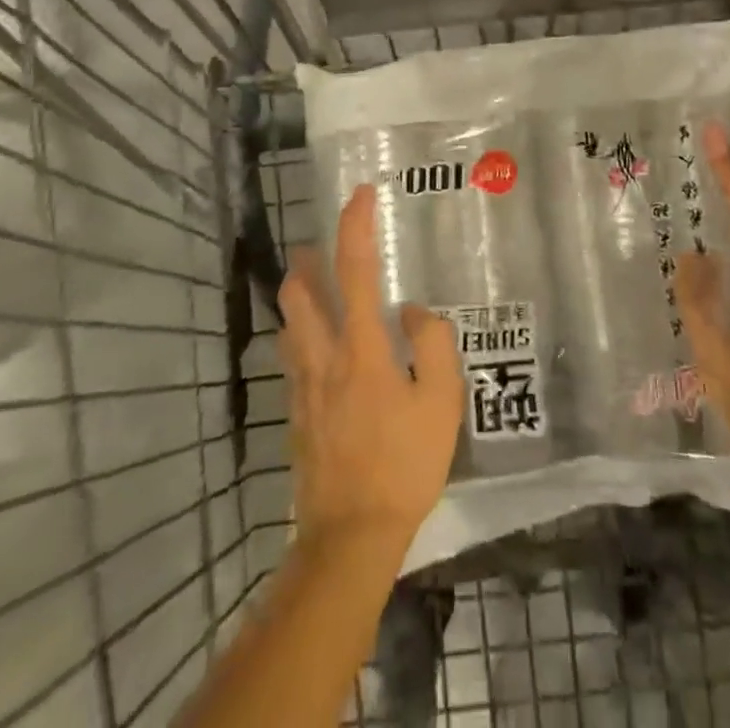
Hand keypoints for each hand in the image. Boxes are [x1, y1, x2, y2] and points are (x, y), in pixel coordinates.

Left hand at [277, 185, 463, 554]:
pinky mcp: (293, 412)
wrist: (350, 535)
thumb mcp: (442, 402)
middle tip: (323, 246)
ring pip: (287, 322)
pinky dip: (299, 334)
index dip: (355, 226)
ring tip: (317, 286)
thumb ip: (432, 343)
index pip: (353, 271)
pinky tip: (318, 347)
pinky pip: (290, 356)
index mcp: (361, 349)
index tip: (361, 194)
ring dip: (298, 294)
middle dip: (306, 258)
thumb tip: (409, 311)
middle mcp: (323, 357)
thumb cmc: (404, 464)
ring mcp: (301, 386)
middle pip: (297, 291)